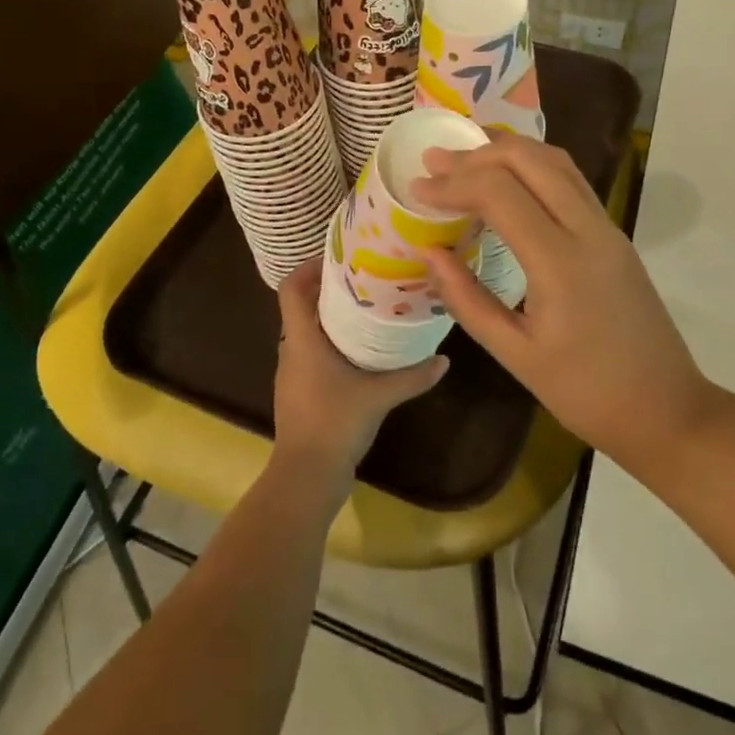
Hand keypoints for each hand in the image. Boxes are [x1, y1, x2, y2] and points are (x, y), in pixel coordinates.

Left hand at [271, 259, 448, 480]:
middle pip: (301, 305)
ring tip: (366, 308)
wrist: (306, 477)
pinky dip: (330, 342)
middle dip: (328, 288)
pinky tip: (358, 350)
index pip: (291, 288)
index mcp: (302, 339)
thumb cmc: (334, 423)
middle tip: (365, 277)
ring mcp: (292, 372)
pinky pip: (311, 352)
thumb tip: (444, 359)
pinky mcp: (299, 391)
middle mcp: (291, 349)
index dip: (308, 267)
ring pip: (307, 330)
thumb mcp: (379, 396)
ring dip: (330, 316)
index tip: (338, 257)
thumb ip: (412, 376)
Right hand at [412, 134, 715, 475]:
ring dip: (508, 150)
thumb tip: (430, 252)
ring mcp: (607, 228)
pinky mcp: (614, 234)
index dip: (454, 183)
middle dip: (477, 154)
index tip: (417, 188)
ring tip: (467, 157)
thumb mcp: (516, 354)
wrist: (667, 410)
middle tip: (436, 163)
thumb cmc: (586, 393)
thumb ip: (467, 299)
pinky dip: (533, 165)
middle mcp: (588, 230)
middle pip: (530, 160)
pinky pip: (571, 180)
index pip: (499, 193)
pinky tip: (508, 178)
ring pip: (556, 161)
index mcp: (561, 263)